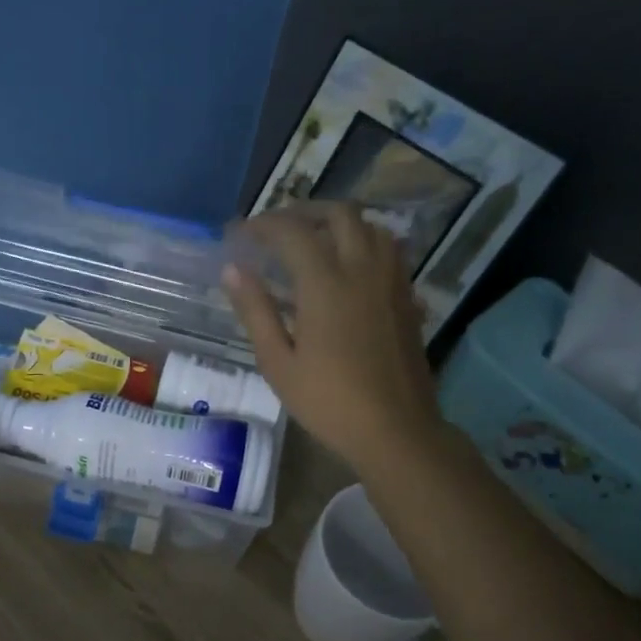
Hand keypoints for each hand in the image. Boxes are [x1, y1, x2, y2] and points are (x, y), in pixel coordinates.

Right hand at [222, 204, 443, 473]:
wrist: (395, 429)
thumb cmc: (328, 402)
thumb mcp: (278, 363)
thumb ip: (255, 311)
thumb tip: (233, 270)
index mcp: (325, 283)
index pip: (291, 231)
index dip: (262, 225)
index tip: (240, 233)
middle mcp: (362, 269)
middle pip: (338, 214)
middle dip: (304, 212)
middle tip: (278, 229)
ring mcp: (391, 281)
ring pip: (370, 226)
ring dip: (339, 223)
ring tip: (314, 242)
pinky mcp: (407, 297)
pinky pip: (388, 250)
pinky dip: (363, 243)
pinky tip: (348, 269)